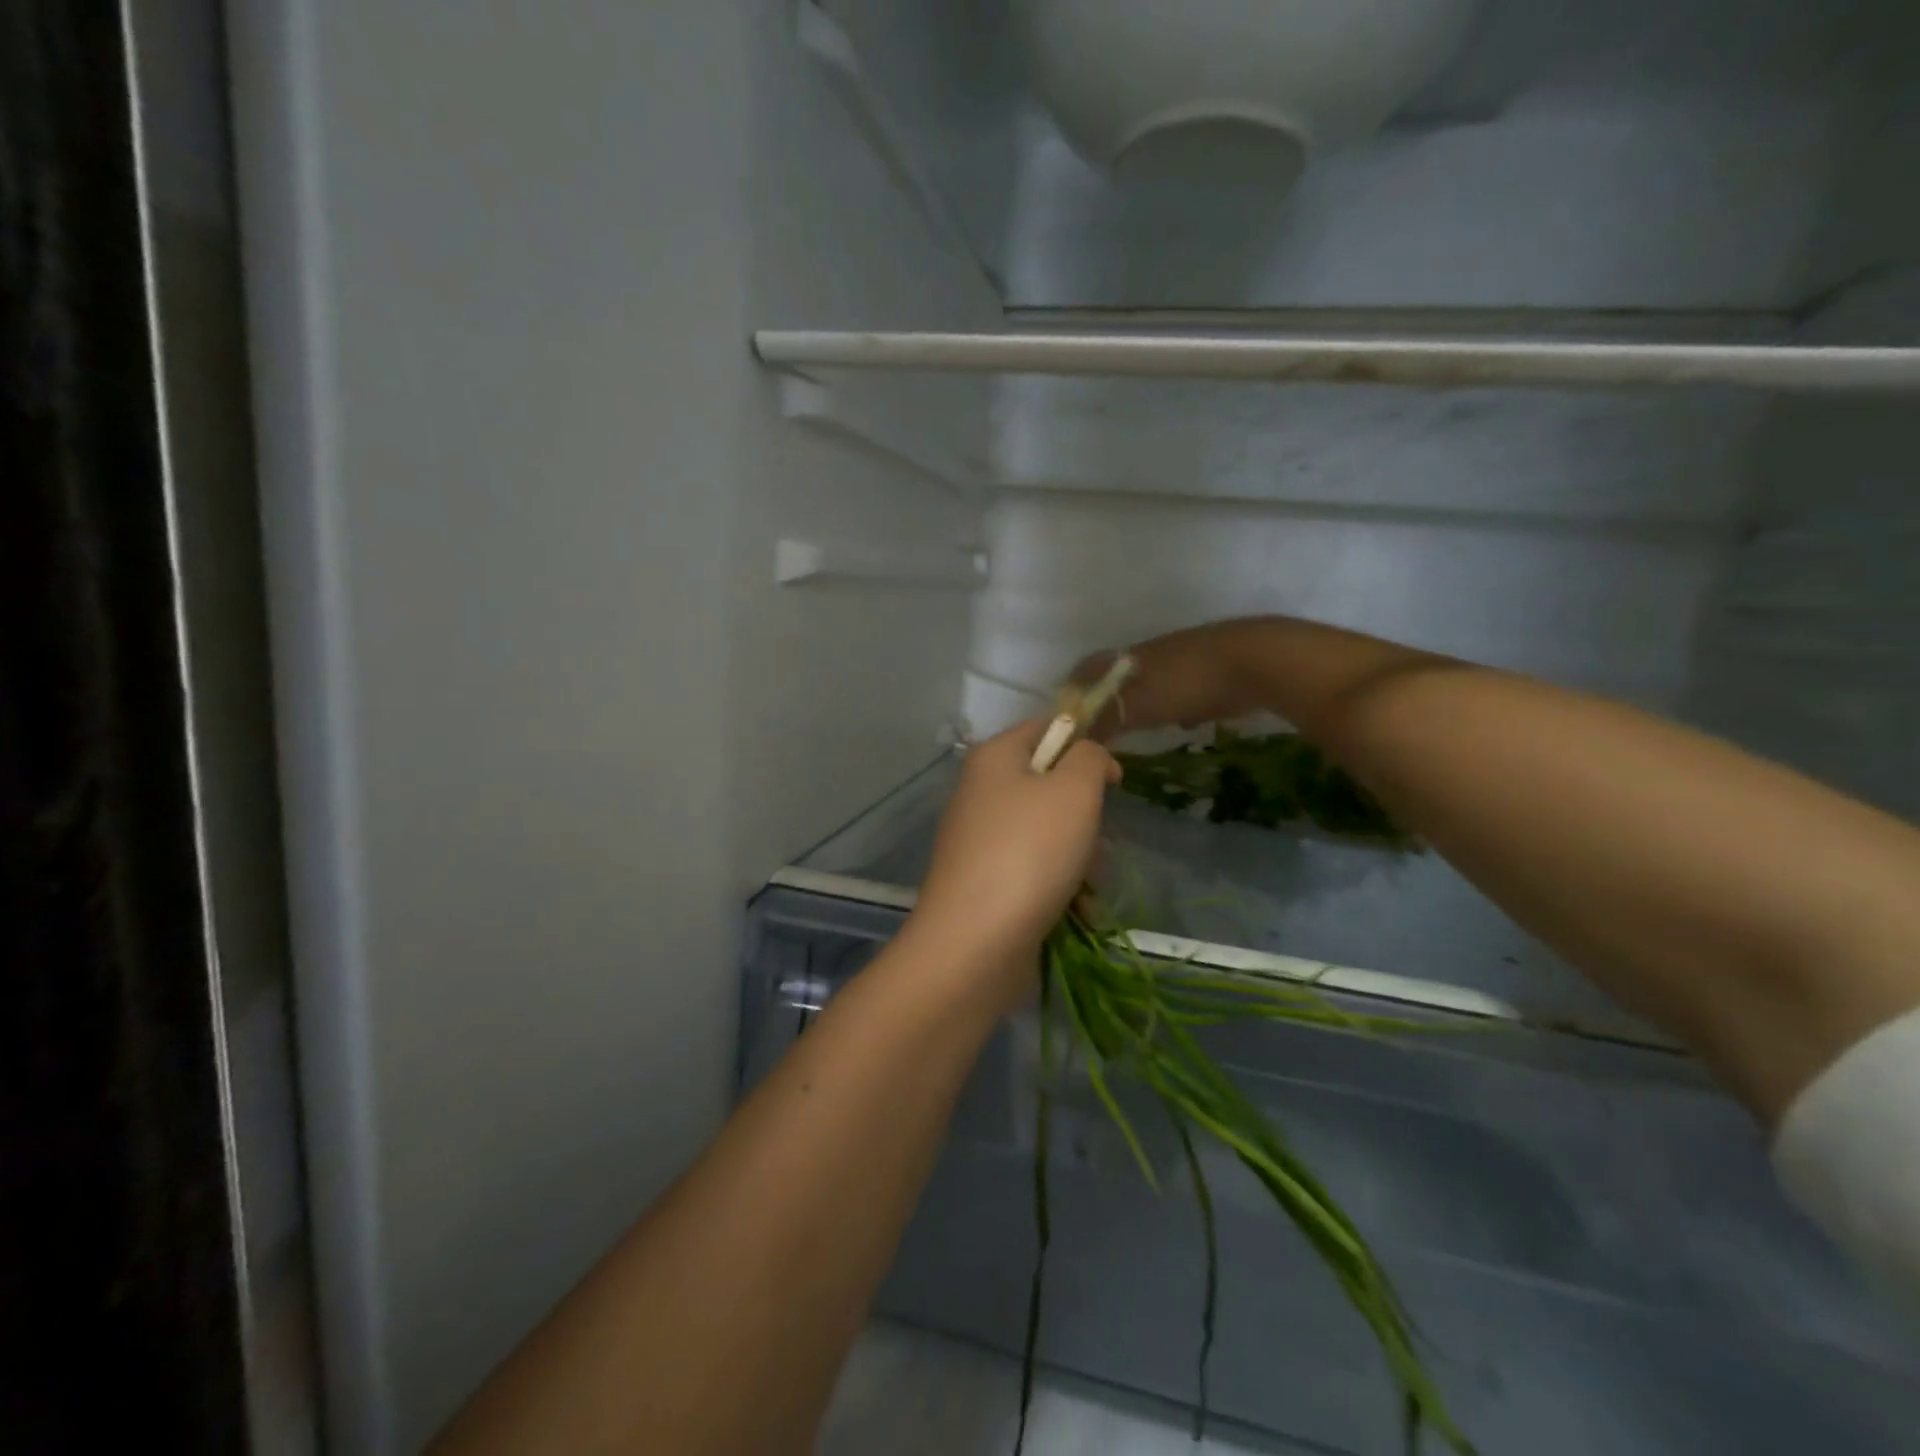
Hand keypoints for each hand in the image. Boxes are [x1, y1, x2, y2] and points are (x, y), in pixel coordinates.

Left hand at [908, 721, 1118, 1000]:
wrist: (975, 943)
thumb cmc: (1029, 852)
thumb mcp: (1074, 790)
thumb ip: (1090, 758)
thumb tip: (1091, 758)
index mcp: (994, 758)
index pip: (1046, 729)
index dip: (1084, 746)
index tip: (1113, 779)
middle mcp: (981, 793)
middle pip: (1050, 786)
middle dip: (1084, 816)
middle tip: (1093, 841)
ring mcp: (981, 840)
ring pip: (1049, 834)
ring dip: (1079, 858)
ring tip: (1086, 886)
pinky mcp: (986, 882)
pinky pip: (1034, 871)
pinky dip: (1059, 887)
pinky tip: (1076, 912)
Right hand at [1069, 623, 1257, 740]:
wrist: (1255, 662)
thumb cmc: (1187, 683)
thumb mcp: (1138, 705)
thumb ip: (1105, 720)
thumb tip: (1077, 736)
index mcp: (1126, 657)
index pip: (1087, 669)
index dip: (1073, 690)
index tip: (1067, 717)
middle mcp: (1149, 655)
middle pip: (1116, 677)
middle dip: (1105, 701)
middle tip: (1099, 732)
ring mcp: (1180, 661)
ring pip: (1147, 684)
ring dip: (1138, 705)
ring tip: (1133, 733)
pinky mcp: (1207, 673)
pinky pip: (1178, 692)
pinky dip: (1171, 707)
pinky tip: (1178, 725)